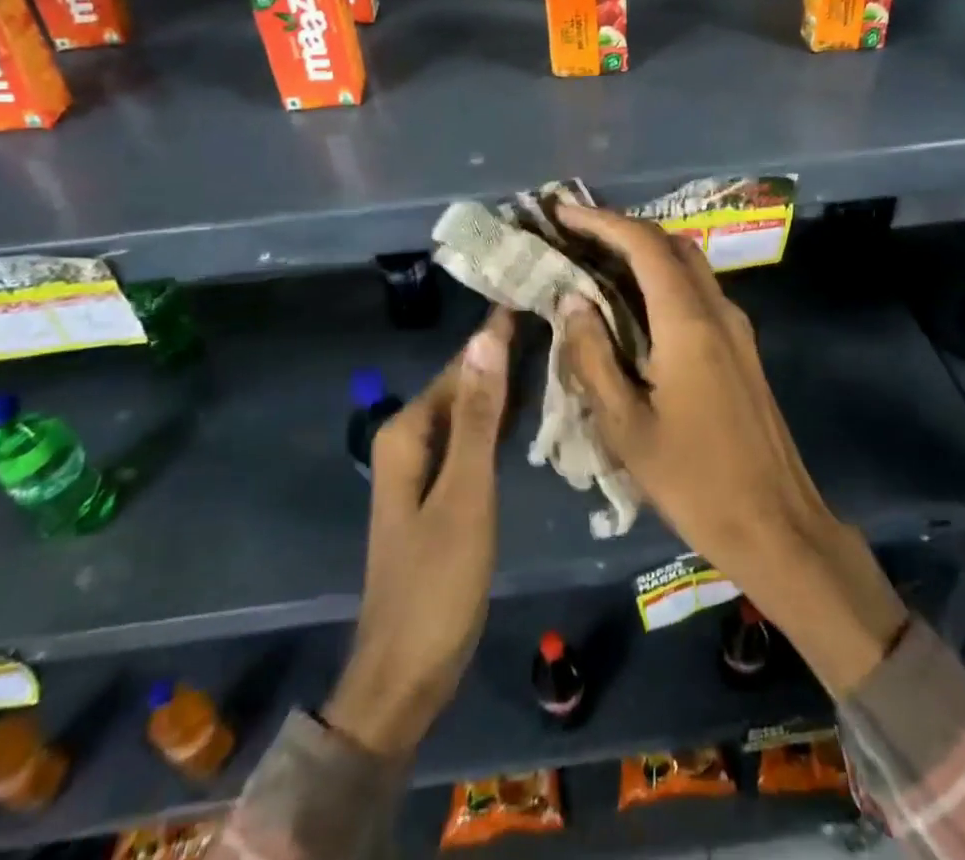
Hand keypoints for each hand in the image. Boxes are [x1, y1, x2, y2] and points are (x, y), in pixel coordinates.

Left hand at [322, 309, 513, 756]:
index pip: (463, 364)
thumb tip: (486, 338)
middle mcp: (412, 437)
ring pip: (472, 408)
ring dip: (508, 381)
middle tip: (558, 315)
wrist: (406, 672)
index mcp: (409, 431)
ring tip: (555, 346)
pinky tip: (533, 404)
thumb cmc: (436, 583)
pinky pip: (474, 437)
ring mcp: (425, 465)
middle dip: (506, 350)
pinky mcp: (441, 489)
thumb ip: (479, 416)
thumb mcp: (465, 494)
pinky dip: (502, 417)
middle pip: (466, 382)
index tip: (537, 292)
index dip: (499, 330)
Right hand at [552, 203, 906, 695]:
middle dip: (623, 229)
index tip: (563, 211)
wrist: (776, 525)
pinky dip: (662, 281)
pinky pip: (698, 292)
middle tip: (575, 235)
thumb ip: (593, 356)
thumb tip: (572, 300)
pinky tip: (632, 305)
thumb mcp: (626, 425)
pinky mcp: (741, 348)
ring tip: (596, 263)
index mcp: (689, 322)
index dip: (602, 221)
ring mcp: (736, 328)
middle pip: (671, 244)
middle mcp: (718, 311)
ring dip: (644, 253)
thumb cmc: (694, 480)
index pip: (644, 245)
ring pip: (688, 266)